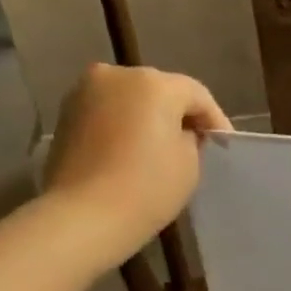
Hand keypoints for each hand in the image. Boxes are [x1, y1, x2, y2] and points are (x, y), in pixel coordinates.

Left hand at [41, 63, 231, 266]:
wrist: (85, 215)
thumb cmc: (148, 187)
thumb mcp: (189, 164)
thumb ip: (191, 139)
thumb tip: (181, 133)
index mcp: (154, 84)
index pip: (196, 94)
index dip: (215, 119)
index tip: (223, 145)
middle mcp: (116, 75)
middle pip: (159, 90)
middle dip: (178, 114)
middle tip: (194, 144)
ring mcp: (85, 92)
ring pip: (130, 99)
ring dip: (148, 119)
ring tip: (161, 149)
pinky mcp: (66, 113)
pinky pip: (108, 113)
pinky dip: (123, 127)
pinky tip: (132, 152)